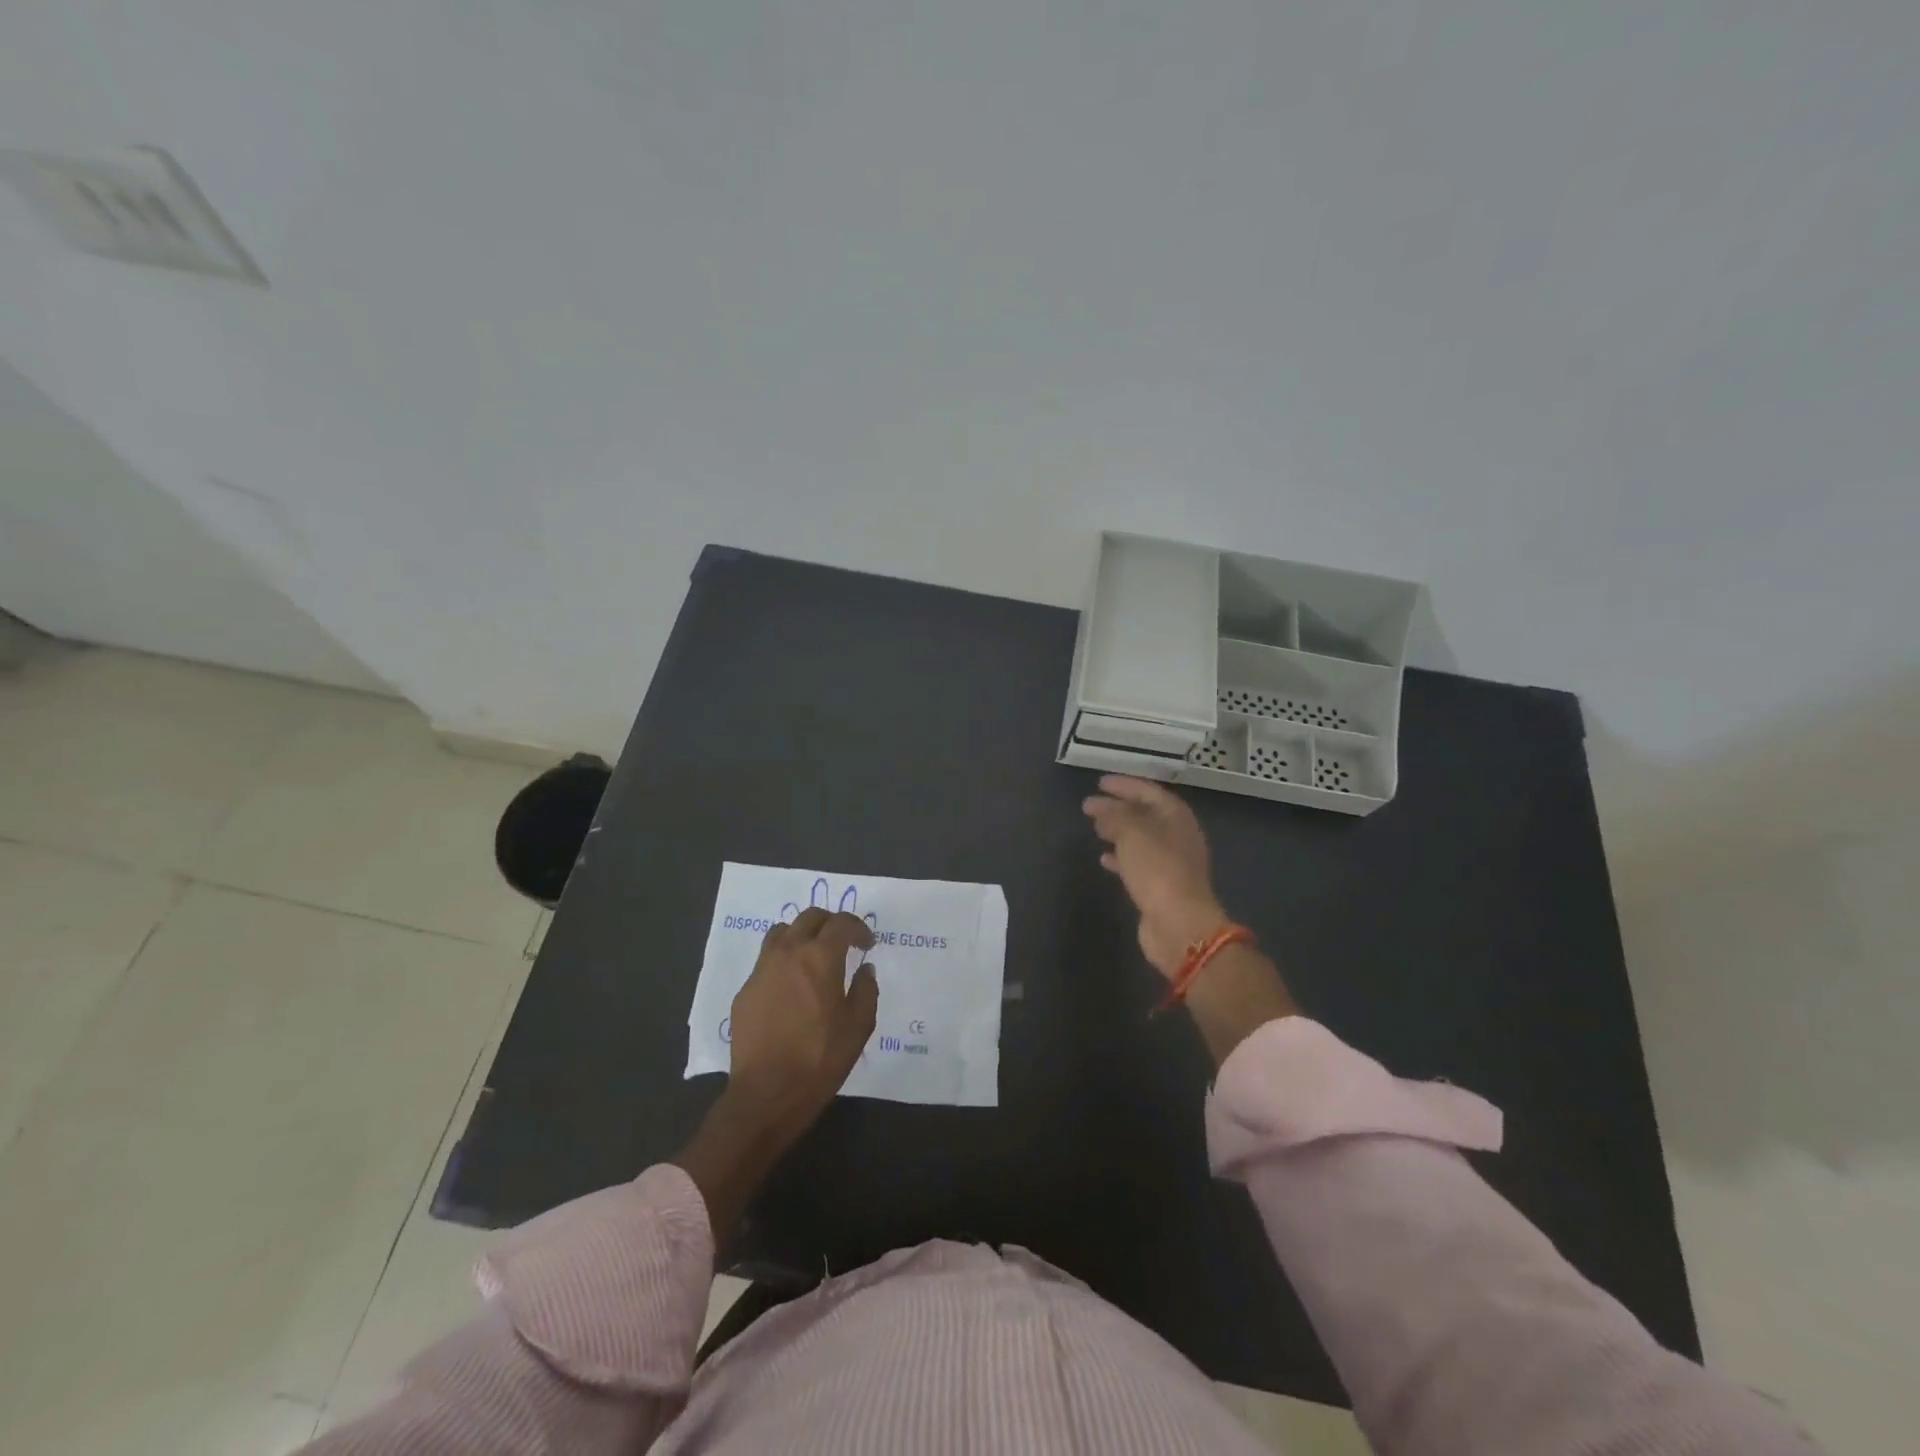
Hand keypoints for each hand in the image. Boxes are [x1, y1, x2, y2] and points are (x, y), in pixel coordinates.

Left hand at [675, 908, 878, 1240]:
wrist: (766, 1093)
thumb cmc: (820, 1059)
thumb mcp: (859, 1027)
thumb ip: (866, 990)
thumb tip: (864, 969)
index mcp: (820, 957)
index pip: (841, 923)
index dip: (858, 928)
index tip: (867, 944)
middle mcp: (789, 952)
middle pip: (810, 917)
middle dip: (831, 923)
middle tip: (843, 942)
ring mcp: (762, 969)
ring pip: (782, 932)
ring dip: (802, 934)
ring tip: (813, 955)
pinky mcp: (745, 990)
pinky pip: (767, 959)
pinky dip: (783, 959)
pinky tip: (791, 984)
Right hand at [1084, 774, 1296, 1061]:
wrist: (1179, 924)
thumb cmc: (1158, 870)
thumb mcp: (1132, 834)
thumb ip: (1114, 816)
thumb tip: (1099, 807)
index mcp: (1176, 817)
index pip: (1149, 791)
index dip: (1124, 785)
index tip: (1100, 783)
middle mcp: (1177, 836)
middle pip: (1145, 814)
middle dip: (1118, 808)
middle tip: (1091, 805)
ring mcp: (1171, 863)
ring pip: (1141, 839)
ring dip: (1118, 832)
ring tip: (1094, 828)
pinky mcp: (1161, 886)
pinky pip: (1138, 863)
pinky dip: (1120, 857)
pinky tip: (1103, 859)